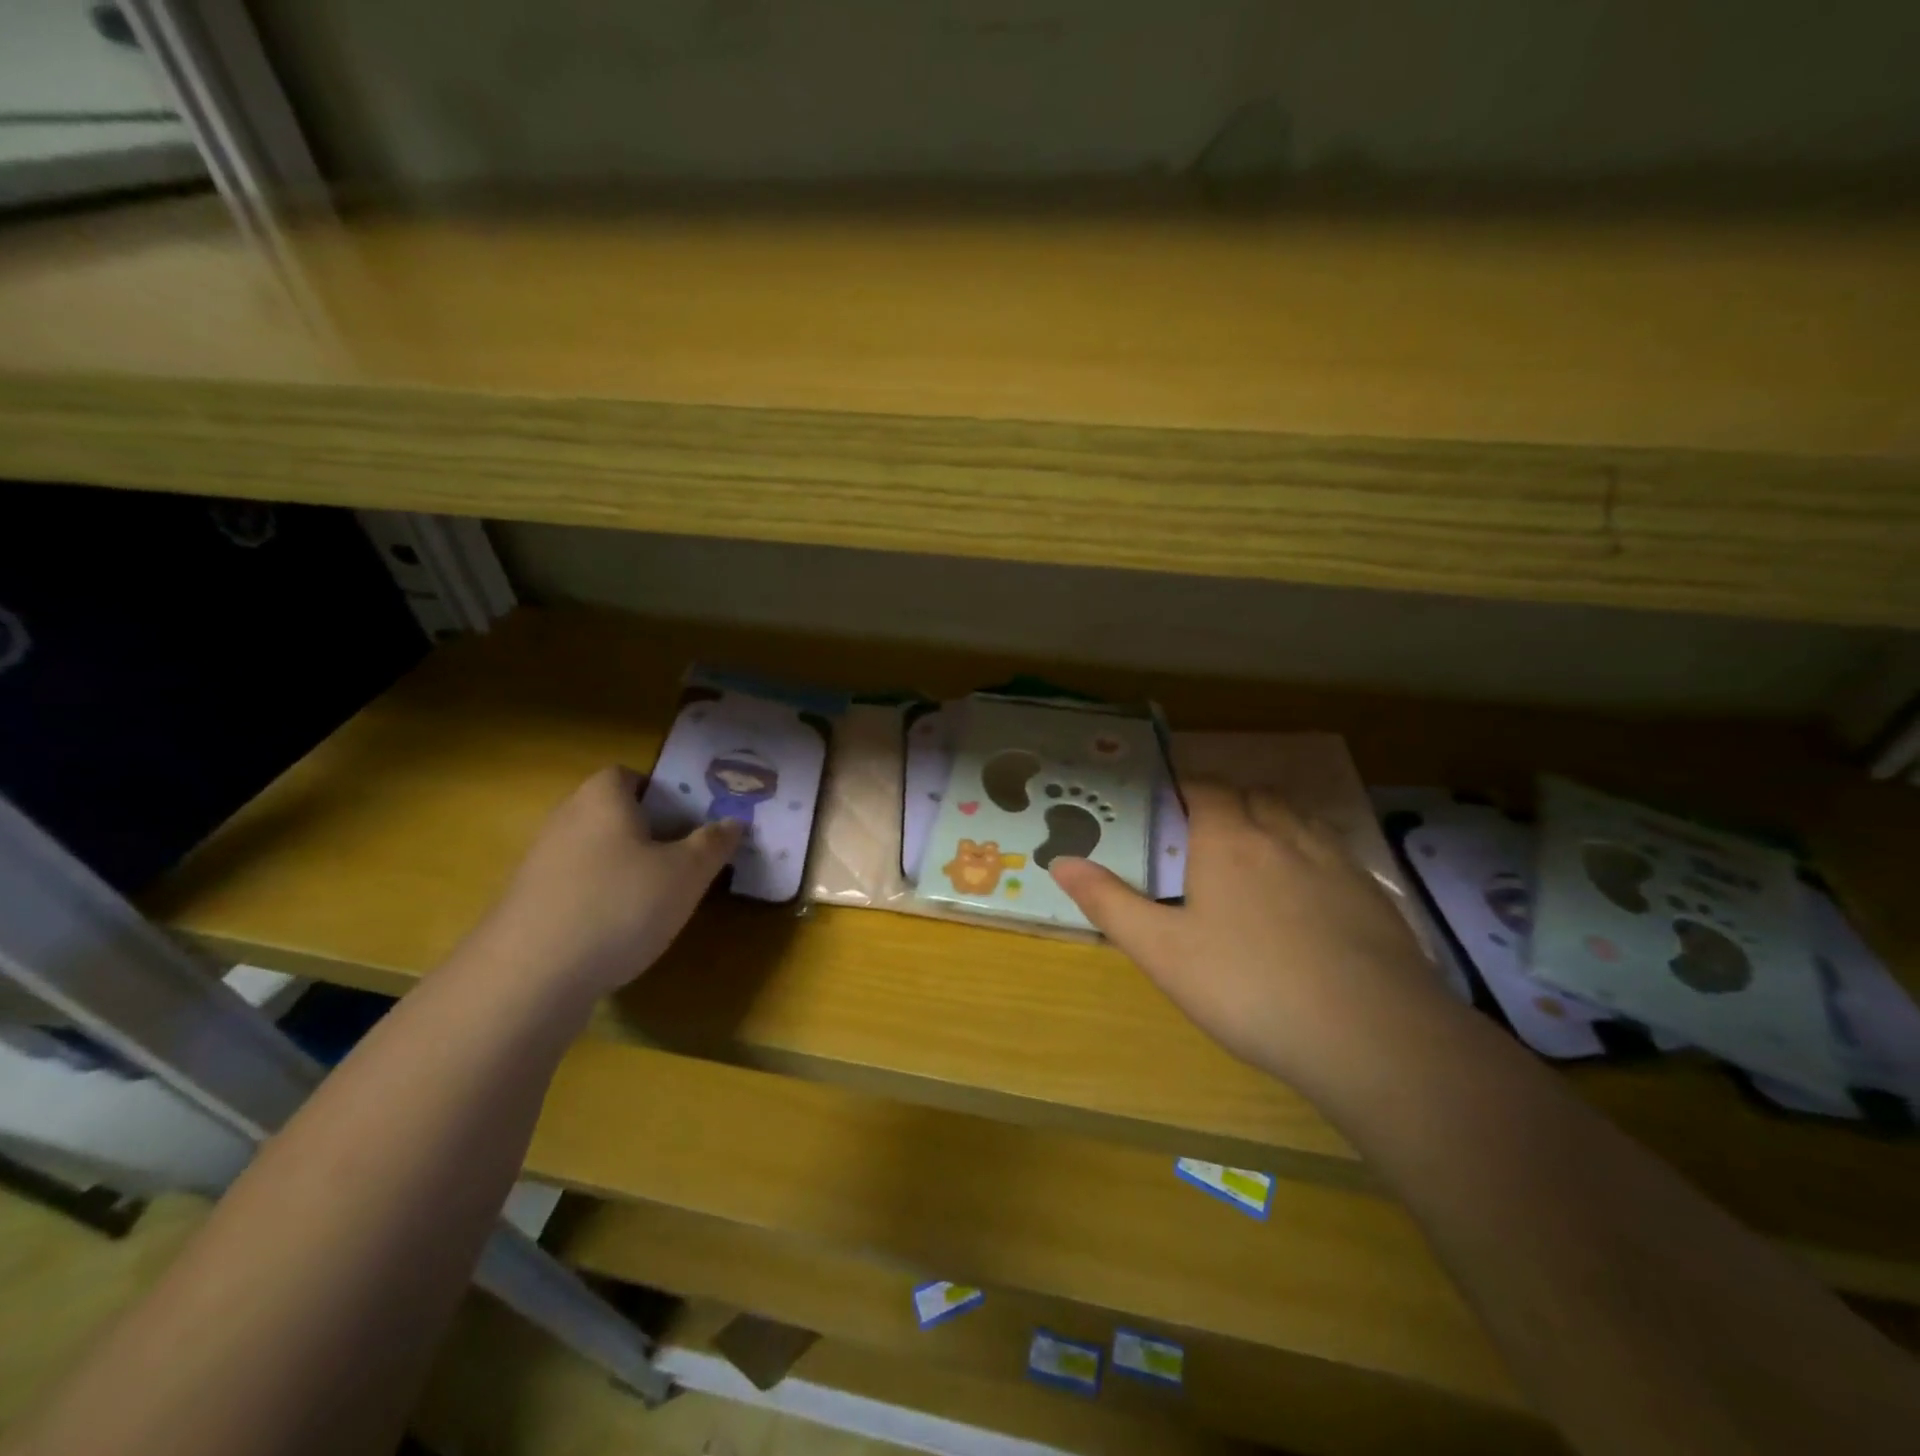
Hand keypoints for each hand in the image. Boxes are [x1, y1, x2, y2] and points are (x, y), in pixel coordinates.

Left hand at [467, 767, 739, 1000]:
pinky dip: (600, 898)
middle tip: (685, 858)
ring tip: (659, 898)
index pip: (630, 776)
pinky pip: (577, 886)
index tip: (691, 821)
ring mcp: (540, 863)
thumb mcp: (686, 873)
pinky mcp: (528, 904)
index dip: (663, 793)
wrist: (528, 977)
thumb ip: (714, 843)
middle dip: (650, 832)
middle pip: (613, 813)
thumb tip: (734, 821)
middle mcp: (566, 819)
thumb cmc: (619, 905)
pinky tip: (620, 930)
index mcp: (602, 798)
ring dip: (625, 868)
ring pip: (596, 852)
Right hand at [1049, 782, 1450, 1090]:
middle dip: (1228, 801)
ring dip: (1272, 819)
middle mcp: (1283, 835)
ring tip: (1255, 853)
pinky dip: (1311, 851)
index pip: (1204, 788)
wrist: (1371, 1036)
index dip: (1185, 787)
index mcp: (1228, 840)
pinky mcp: (1372, 893)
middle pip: (1254, 795)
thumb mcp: (1162, 952)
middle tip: (1205, 834)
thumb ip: (1109, 902)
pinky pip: (1333, 849)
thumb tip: (1059, 860)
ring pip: (1297, 817)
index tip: (1168, 804)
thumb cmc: (1249, 987)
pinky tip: (1308, 893)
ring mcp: (1334, 861)